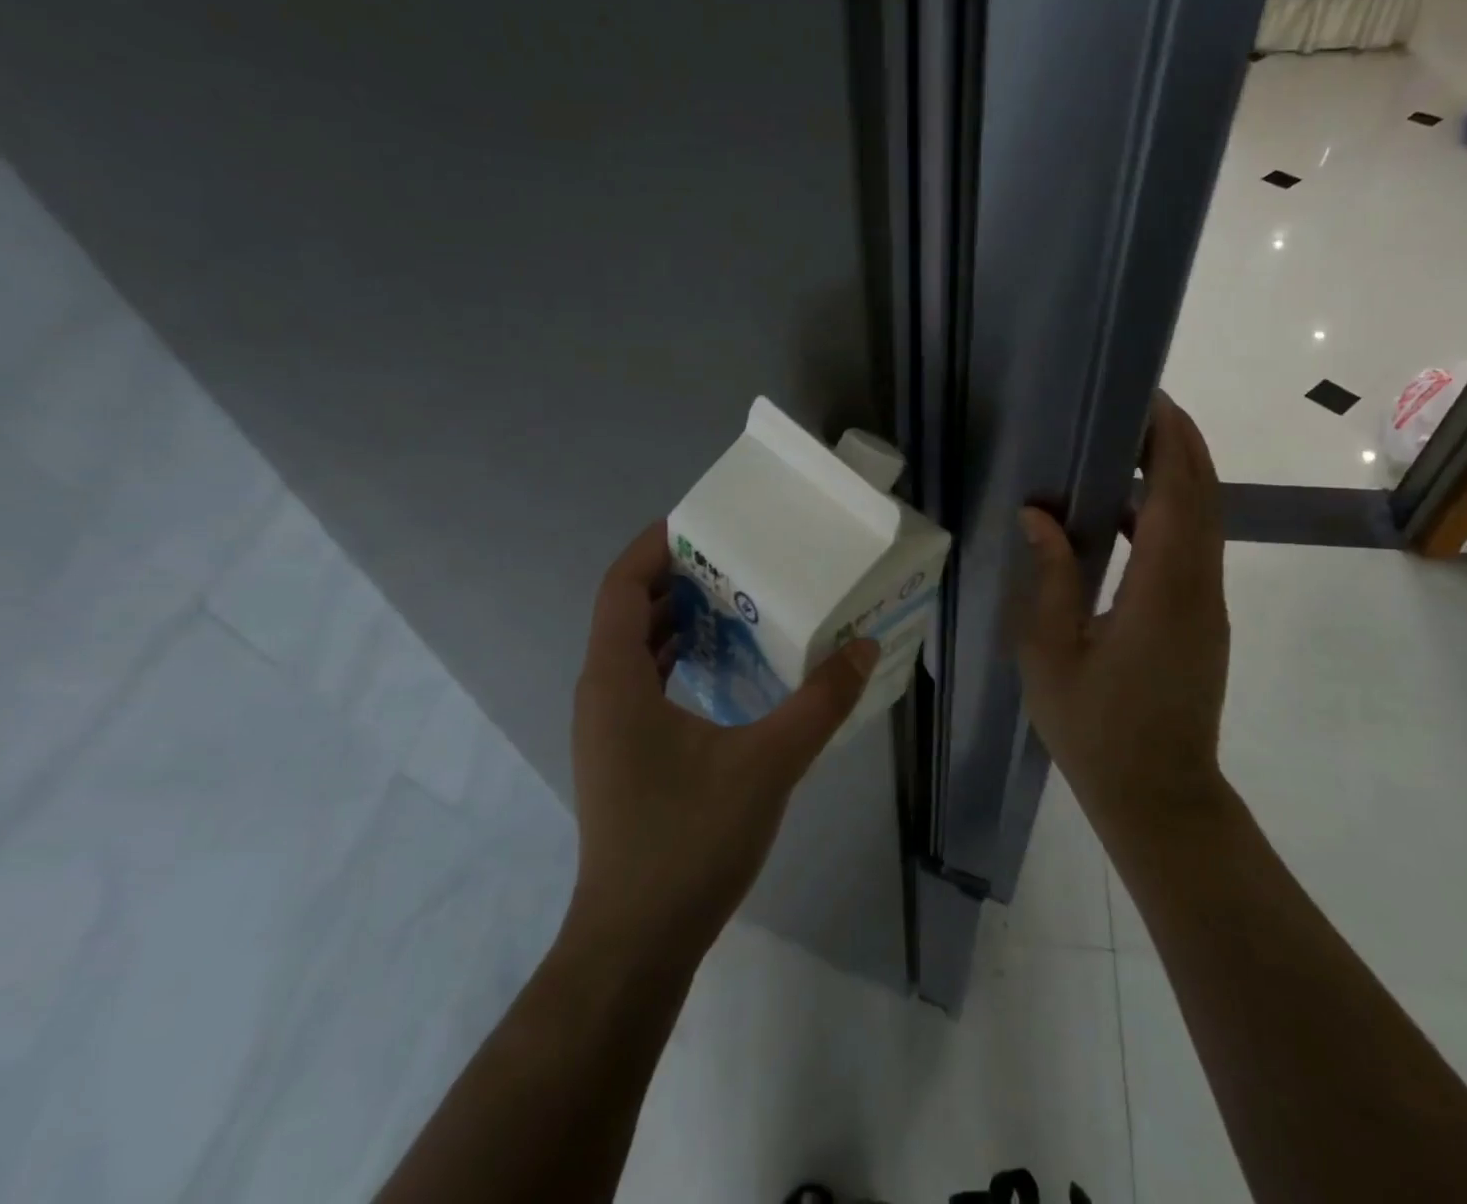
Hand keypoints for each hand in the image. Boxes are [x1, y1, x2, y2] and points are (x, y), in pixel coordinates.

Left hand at [568, 522, 879, 959]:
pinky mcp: (623, 755)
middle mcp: (601, 694)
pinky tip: (725, 666)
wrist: (636, 944)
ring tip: (736, 600)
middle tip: (735, 557)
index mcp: (616, 680)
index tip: (702, 523)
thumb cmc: (689, 842)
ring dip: (678, 618)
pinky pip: (644, 681)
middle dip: (676, 577)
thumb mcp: (768, 763)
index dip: (654, 546)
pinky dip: (678, 656)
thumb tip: (864, 647)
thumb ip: (820, 703)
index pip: (621, 586)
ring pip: (635, 649)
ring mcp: (608, 728)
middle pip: (628, 611)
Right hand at [1015, 391, 1230, 852]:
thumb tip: (1040, 515)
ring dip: (1177, 476)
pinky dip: (1171, 513)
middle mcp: (1199, 588)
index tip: (1148, 401)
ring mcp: (1208, 604)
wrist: (1159, 797)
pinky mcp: (1203, 619)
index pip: (1179, 495)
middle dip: (1180, 444)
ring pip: (1205, 520)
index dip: (1169, 442)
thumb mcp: (1051, 653)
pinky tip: (1126, 514)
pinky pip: (1194, 548)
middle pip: (1204, 496)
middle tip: (1138, 407)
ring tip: (1129, 448)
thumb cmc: (1096, 730)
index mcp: (1163, 592)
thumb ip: (1050, 577)